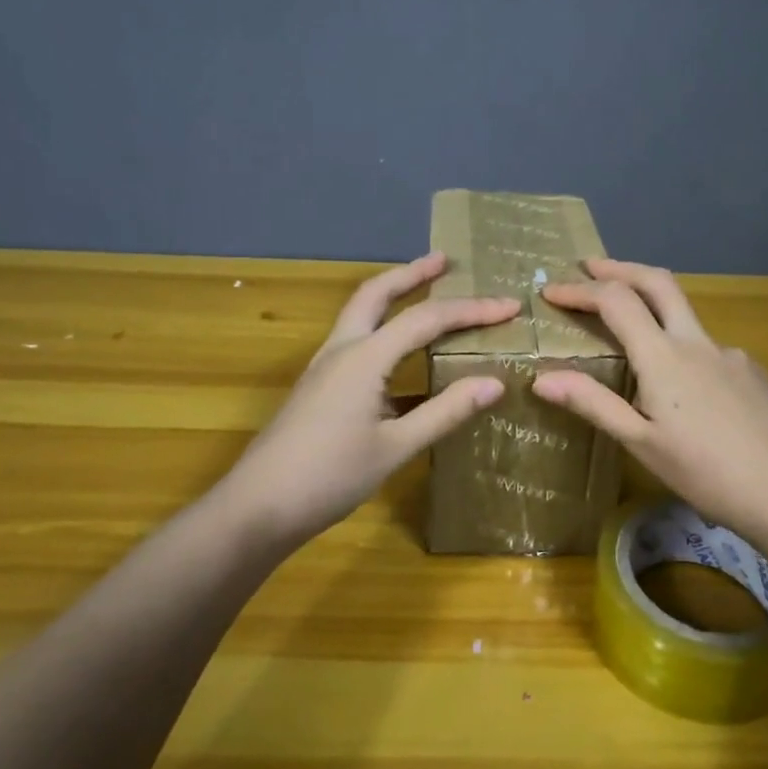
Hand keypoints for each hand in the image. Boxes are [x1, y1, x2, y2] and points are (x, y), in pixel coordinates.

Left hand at [215, 253, 519, 548]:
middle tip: (444, 260)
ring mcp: (324, 367)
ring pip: (360, 314)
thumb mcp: (396, 447)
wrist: (257, 507)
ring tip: (425, 291)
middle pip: (376, 294)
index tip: (510, 306)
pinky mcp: (318, 387)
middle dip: (412, 273)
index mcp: (364, 358)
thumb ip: (445, 412)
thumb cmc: (329, 477)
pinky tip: (400, 354)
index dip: (471, 310)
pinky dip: (382, 328)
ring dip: (393, 295)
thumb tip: (495, 383)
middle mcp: (342, 350)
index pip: (425, 319)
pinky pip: (356, 341)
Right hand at [533, 259, 767, 547]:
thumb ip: (593, 403)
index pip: (616, 301)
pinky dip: (683, 350)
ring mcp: (730, 354)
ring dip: (652, 307)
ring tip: (631, 336)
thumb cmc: (706, 474)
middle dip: (620, 268)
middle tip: (590, 266)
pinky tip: (685, 390)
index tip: (551, 291)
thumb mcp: (641, 443)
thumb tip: (541, 377)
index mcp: (664, 357)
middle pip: (657, 282)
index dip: (580, 290)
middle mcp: (698, 342)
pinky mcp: (753, 372)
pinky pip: (708, 349)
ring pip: (685, 316)